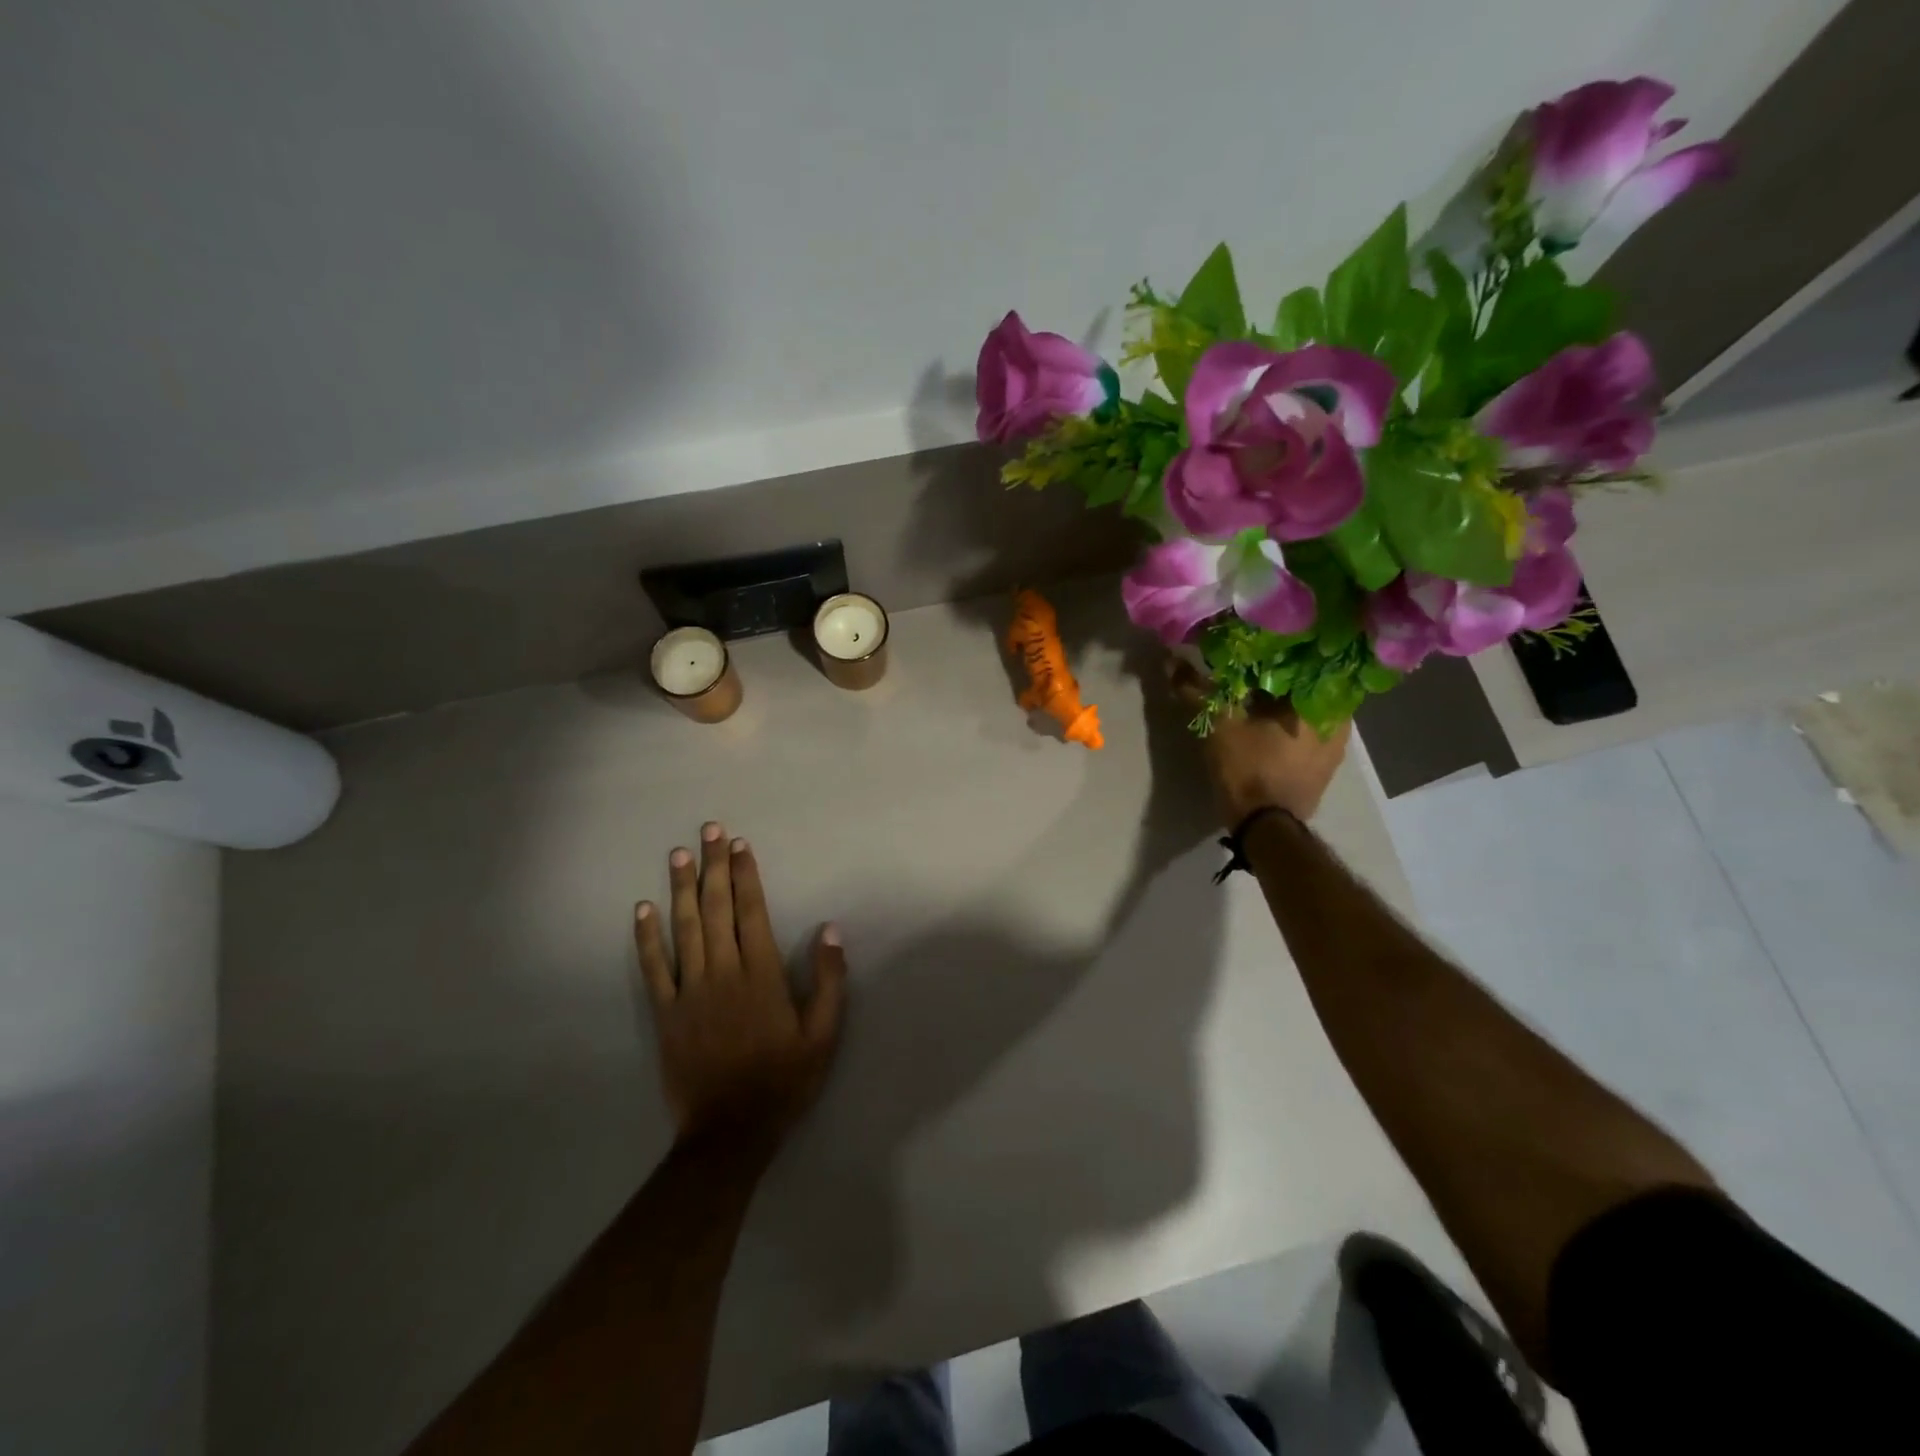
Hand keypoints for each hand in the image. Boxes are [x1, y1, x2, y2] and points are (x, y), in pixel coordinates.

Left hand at [634, 822, 847, 1146]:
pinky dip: (646, 937)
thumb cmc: (784, 1080)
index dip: (746, 875)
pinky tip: (643, 909)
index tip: (740, 844)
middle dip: (714, 867)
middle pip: (717, 909)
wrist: (731, 1131)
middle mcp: (723, 973)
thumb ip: (830, 981)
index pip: (752, 912)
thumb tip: (830, 930)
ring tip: (678, 855)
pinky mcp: (666, 1013)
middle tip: (709, 830)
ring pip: (684, 929)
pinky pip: (653, 968)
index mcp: (761, 975)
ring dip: (681, 889)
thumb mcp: (824, 1035)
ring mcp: (689, 992)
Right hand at [1170, 660, 1350, 826]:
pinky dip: (1287, 723)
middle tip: (1249, 666)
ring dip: (1282, 701)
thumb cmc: (1249, 769)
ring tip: (1253, 692)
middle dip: (1279, 675)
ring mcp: (1336, 747)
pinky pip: (1306, 731)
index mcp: (1322, 701)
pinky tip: (1264, 722)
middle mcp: (1340, 720)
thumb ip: (1197, 690)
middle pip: (1306, 684)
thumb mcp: (1218, 725)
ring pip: (1306, 709)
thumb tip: (1171, 661)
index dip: (1278, 648)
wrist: (1265, 828)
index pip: (1305, 658)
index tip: (1254, 644)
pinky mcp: (1323, 767)